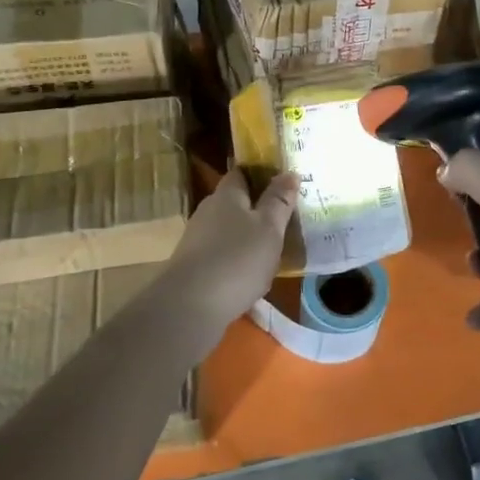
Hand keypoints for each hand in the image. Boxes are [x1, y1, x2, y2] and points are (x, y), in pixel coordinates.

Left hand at [152, 168, 297, 350]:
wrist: (190, 306)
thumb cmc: (238, 259)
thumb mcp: (269, 228)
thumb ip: (279, 201)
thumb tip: (290, 172)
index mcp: (226, 195)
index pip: (240, 173)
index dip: (259, 173)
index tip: (280, 180)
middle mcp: (207, 211)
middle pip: (233, 202)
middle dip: (254, 207)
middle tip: (281, 216)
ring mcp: (196, 240)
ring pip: (225, 229)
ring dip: (244, 235)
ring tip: (269, 247)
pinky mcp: (191, 266)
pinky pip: (219, 253)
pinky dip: (234, 258)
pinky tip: (248, 273)